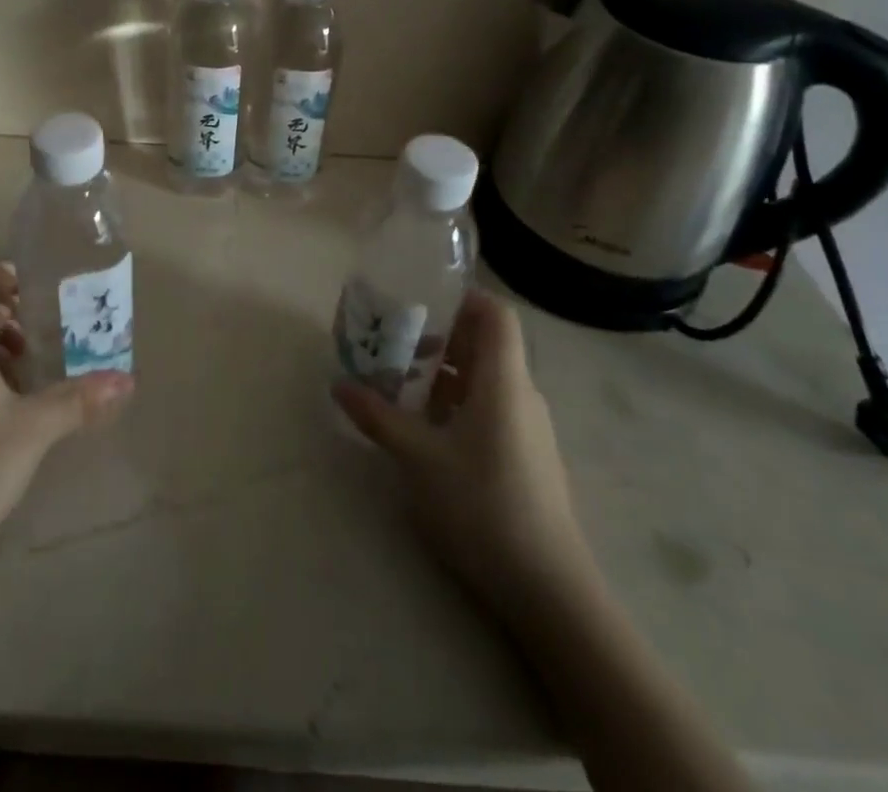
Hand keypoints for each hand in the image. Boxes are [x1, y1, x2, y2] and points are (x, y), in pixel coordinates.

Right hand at [333, 287, 593, 621]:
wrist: (549, 590)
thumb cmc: (482, 504)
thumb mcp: (418, 457)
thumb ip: (377, 416)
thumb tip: (338, 385)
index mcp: (504, 380)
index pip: (496, 314)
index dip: (463, 298)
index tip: (421, 300)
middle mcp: (522, 395)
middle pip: (486, 345)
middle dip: (441, 337)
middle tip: (396, 343)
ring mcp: (529, 429)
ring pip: (486, 380)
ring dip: (446, 375)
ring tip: (402, 386)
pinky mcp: (528, 458)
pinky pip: (492, 410)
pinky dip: (459, 405)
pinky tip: (428, 431)